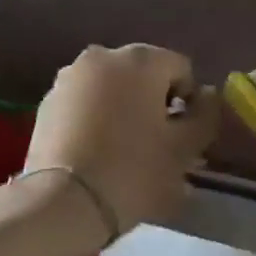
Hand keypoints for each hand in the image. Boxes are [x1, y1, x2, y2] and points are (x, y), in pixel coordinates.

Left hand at [24, 45, 218, 242]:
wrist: (63, 200)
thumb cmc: (133, 171)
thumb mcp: (183, 150)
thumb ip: (204, 117)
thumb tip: (208, 97)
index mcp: (140, 60)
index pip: (180, 68)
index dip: (189, 101)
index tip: (183, 135)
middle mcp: (102, 56)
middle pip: (142, 74)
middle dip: (153, 101)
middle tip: (156, 143)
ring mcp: (69, 76)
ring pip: (110, 87)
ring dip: (122, 107)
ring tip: (123, 148)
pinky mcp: (47, 100)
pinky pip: (83, 101)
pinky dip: (94, 115)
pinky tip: (94, 150)